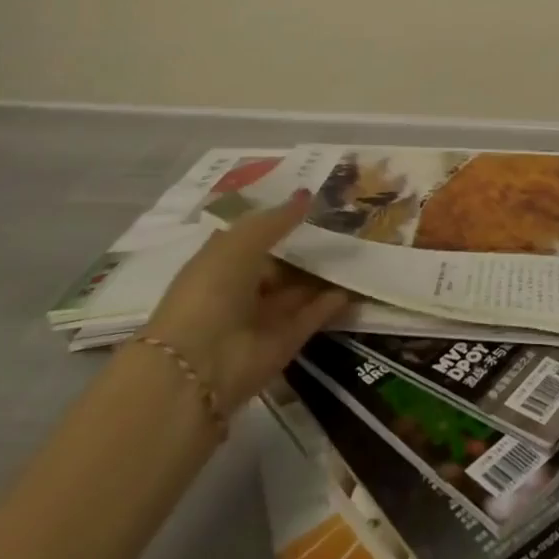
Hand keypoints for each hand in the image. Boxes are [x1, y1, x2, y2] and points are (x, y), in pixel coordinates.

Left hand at [141, 191, 347, 410]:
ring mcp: (262, 319)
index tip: (316, 204)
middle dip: (308, 249)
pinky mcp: (284, 343)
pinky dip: (331, 303)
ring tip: (358, 251)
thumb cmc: (212, 288)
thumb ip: (277, 219)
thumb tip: (308, 195)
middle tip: (347, 226)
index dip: (281, 222)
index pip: (255, 239)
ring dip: (323, 275)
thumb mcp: (242, 240)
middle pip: (280, 267)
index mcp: (221, 263)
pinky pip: (311, 316)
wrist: (199, 363)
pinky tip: (355, 283)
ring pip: (298, 291)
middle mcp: (241, 290)